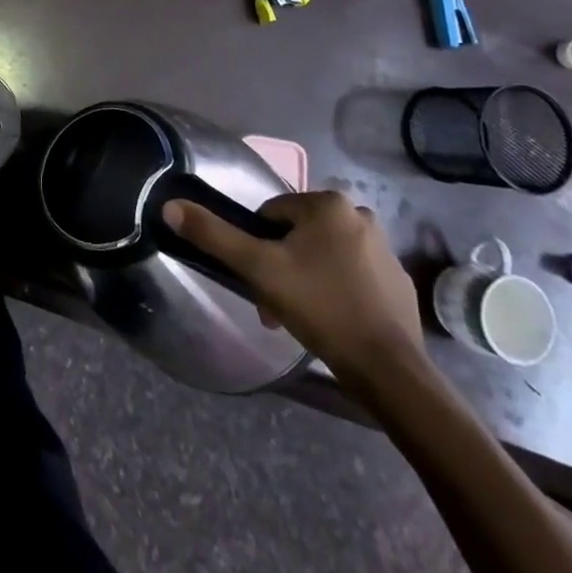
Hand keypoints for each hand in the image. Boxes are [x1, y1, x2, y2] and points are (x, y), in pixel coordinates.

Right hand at [162, 189, 423, 387]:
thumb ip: (213, 235)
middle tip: (274, 304)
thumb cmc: (320, 307)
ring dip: (308, 278)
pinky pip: (356, 276)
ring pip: (326, 255)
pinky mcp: (401, 283)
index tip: (258, 282)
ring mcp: (386, 249)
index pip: (272, 215)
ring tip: (300, 318)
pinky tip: (333, 323)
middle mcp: (359, 215)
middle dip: (282, 266)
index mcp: (327, 203)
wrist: (389, 369)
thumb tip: (170, 206)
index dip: (258, 247)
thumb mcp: (258, 269)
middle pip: (300, 235)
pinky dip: (339, 292)